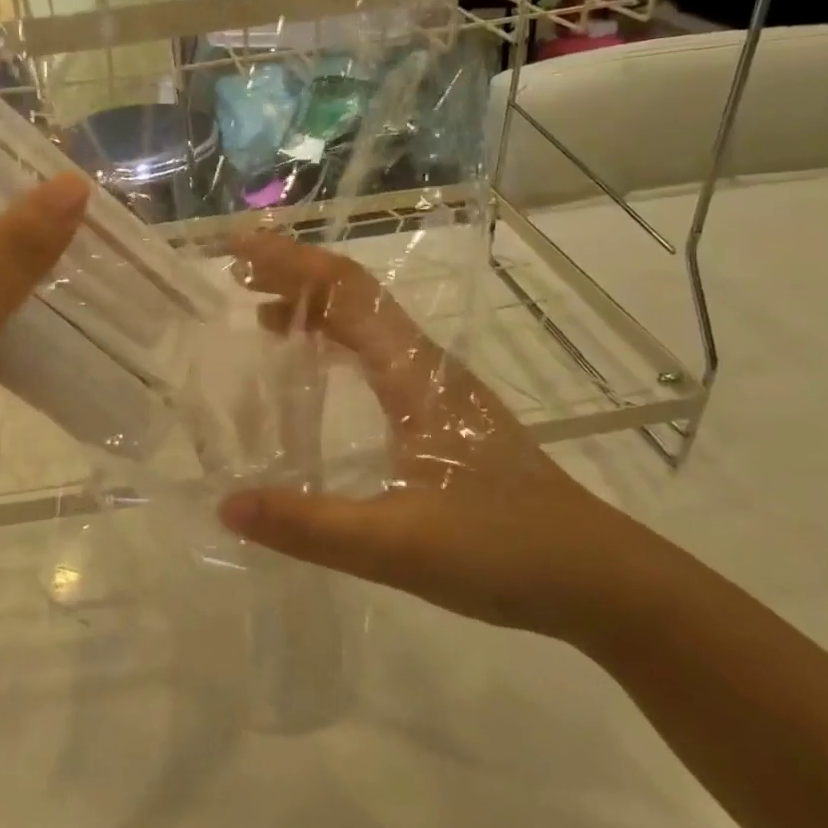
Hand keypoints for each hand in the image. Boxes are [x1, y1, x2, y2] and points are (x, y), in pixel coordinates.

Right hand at [217, 232, 650, 636]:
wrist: (600, 579)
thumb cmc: (505, 552)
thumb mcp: (397, 546)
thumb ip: (310, 526)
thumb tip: (226, 504)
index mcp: (416, 376)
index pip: (346, 293)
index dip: (290, 262)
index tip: (237, 248)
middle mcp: (428, 367)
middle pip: (355, 296)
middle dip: (294, 275)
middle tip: (235, 277)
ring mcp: (440, 389)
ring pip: (369, 324)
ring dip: (315, 306)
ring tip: (260, 313)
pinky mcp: (445, 415)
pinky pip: (378, 355)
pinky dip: (337, 342)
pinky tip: (317, 370)